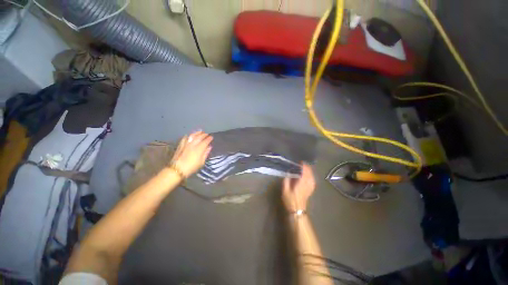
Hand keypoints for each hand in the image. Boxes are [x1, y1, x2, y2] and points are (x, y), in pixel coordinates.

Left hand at [170, 131, 212, 176]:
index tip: (211, 137)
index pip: (205, 141)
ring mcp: (186, 144)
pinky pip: (185, 138)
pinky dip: (188, 136)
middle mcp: (193, 144)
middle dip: (204, 135)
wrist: (177, 169)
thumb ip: (206, 153)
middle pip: (199, 137)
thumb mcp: (201, 162)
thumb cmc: (191, 167)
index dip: (209, 138)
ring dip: (197, 133)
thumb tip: (209, 147)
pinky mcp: (180, 145)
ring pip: (192, 136)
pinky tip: (190, 135)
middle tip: (207, 134)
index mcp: (199, 149)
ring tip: (200, 131)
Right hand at [282, 163, 315, 211]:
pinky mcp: (311, 189)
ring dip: (309, 170)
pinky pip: (313, 179)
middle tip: (301, 163)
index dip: (303, 166)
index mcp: (301, 183)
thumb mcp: (285, 190)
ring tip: (305, 167)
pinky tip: (309, 174)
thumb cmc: (290, 200)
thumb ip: (287, 180)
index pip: (304, 172)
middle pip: (310, 173)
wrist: (297, 210)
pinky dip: (311, 175)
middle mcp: (307, 184)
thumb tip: (289, 172)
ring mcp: (310, 187)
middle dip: (306, 167)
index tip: (300, 162)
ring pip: (312, 176)